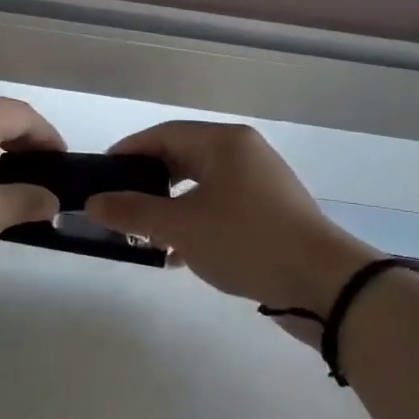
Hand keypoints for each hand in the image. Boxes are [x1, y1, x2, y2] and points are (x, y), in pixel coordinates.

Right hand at [84, 121, 376, 317]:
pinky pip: (219, 206)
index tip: (99, 175)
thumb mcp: (182, 227)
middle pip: (181, 158)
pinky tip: (178, 254)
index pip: (163, 135)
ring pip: (200, 185)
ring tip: (144, 234)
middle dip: (147, 184)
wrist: (325, 284)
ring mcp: (259, 182)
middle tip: (118, 206)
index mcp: (224, 142)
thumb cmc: (247, 241)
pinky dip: (194, 222)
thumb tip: (93, 202)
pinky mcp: (269, 211)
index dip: (127, 153)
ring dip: (169, 207)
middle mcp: (243, 153)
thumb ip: (133, 212)